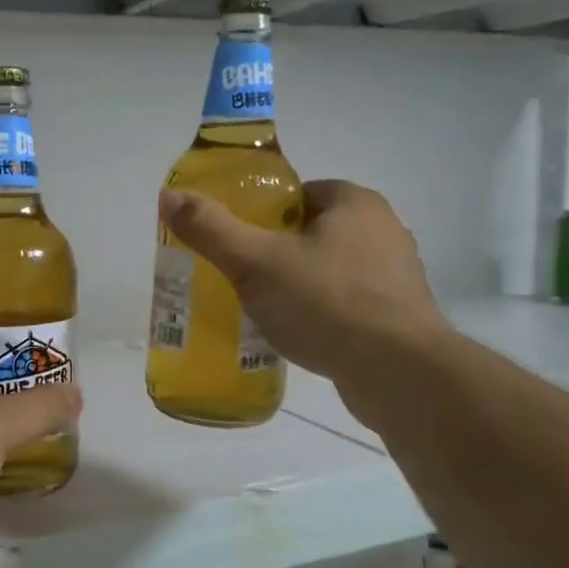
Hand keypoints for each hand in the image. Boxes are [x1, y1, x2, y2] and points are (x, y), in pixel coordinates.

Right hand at [159, 179, 445, 383]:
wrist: (399, 373)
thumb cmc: (327, 303)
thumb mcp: (256, 262)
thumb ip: (212, 229)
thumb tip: (170, 196)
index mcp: (355, 204)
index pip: (298, 194)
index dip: (262, 213)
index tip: (236, 240)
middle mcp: (383, 231)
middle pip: (311, 233)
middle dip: (275, 253)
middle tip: (239, 277)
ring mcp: (395, 277)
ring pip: (329, 271)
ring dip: (298, 286)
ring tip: (261, 310)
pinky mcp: (398, 318)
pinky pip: (346, 306)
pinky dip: (320, 315)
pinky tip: (296, 336)